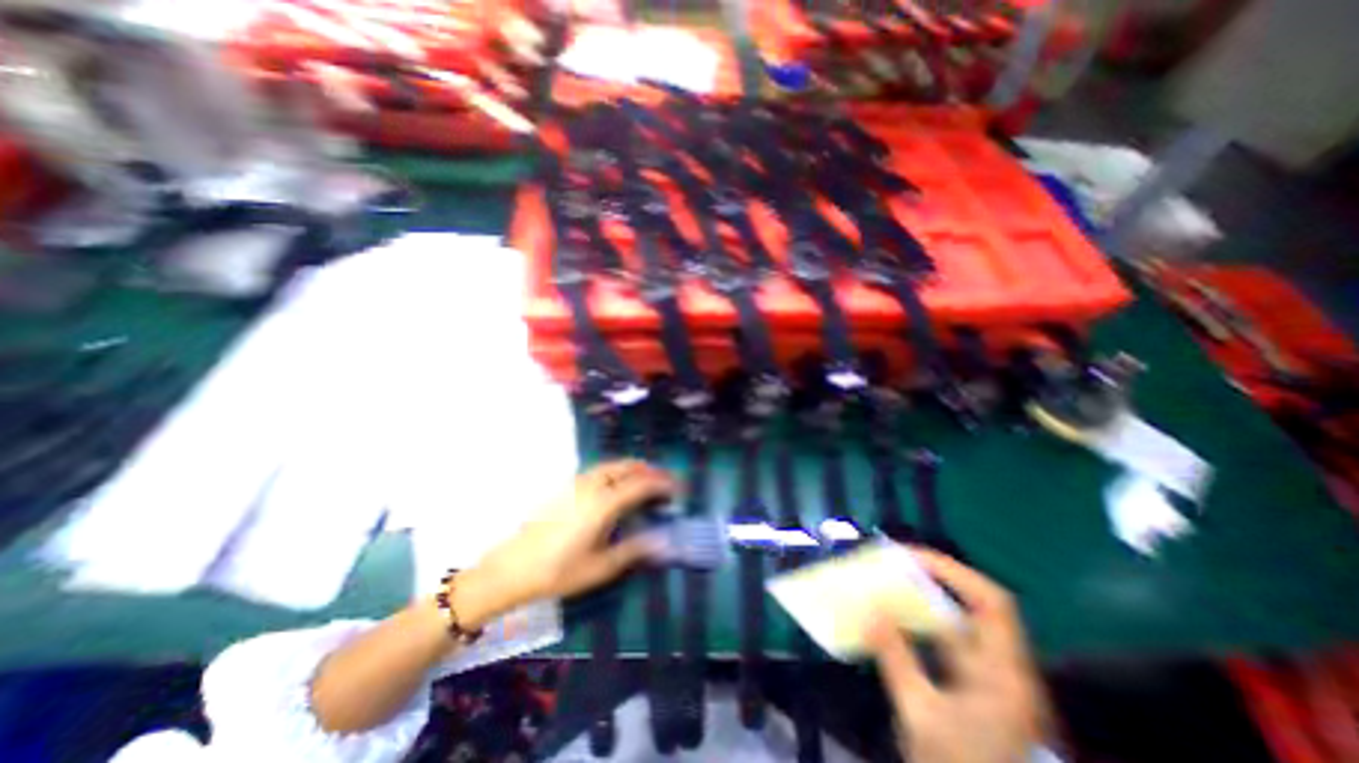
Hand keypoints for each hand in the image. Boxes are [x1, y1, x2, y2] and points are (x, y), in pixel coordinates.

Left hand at [458, 458, 676, 624]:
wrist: (512, 569)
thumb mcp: (601, 567)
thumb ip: (634, 549)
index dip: (663, 483)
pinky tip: (619, 487)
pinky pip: (600, 470)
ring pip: (613, 465)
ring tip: (647, 482)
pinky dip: (617, 471)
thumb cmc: (558, 571)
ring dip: (633, 469)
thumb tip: (664, 541)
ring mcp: (578, 483)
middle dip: (650, 470)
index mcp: (604, 502)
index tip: (679, 488)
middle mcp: (593, 485)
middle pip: (628, 466)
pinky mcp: (568, 487)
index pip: (642, 484)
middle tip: (666, 483)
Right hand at [865, 550, 1043, 762]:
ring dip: (930, 597)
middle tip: (896, 563)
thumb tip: (868, 611)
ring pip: (965, 621)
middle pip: (978, 605)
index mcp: (1003, 674)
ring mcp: (998, 679)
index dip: (954, 571)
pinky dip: (928, 621)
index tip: (911, 557)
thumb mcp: (919, 714)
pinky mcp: (983, 688)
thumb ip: (895, 658)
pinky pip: (955, 639)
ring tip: (893, 582)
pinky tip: (901, 620)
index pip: (991, 602)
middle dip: (936, 578)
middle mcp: (1007, 668)